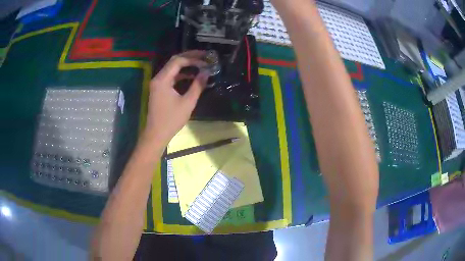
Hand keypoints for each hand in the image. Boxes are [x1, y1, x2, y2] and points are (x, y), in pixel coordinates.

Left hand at [144, 50, 208, 144]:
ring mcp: (158, 83)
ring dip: (186, 65)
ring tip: (201, 63)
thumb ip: (197, 85)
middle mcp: (158, 78)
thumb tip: (206, 72)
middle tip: (205, 56)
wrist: (156, 134)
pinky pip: (171, 76)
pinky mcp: (160, 89)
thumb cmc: (171, 120)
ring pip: (173, 68)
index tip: (206, 61)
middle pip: (174, 61)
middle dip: (190, 57)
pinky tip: (192, 75)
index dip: (193, 59)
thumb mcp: (187, 103)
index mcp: (162, 80)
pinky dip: (182, 74)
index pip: (178, 61)